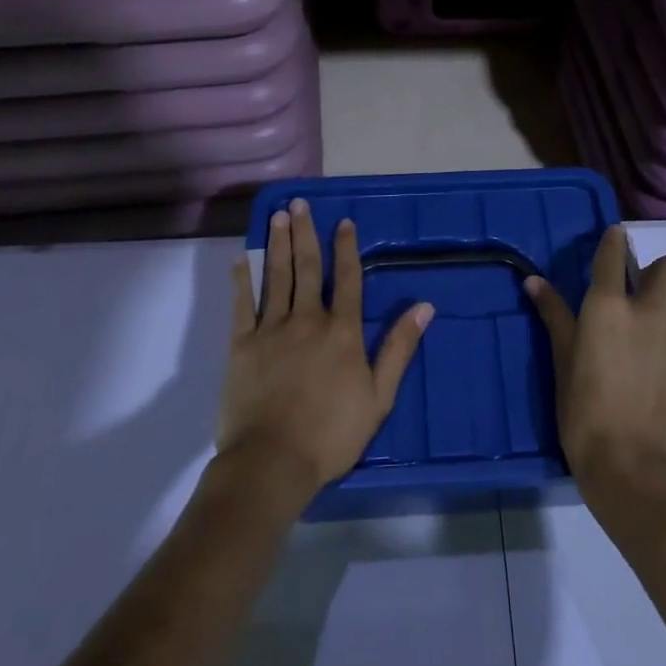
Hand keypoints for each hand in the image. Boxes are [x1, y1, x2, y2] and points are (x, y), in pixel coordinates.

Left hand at [219, 198, 433, 501]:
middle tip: (300, 204)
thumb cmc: (332, 433)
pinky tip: (240, 260)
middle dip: (305, 233)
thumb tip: (424, 306)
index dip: (346, 248)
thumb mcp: (380, 395)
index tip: (344, 222)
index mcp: (342, 331)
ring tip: (278, 216)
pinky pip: (242, 305)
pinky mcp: (242, 345)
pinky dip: (242, 281)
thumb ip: (399, 348)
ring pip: (276, 277)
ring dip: (277, 245)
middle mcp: (307, 319)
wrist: (273, 461)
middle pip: (308, 268)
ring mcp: (271, 329)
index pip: (347, 279)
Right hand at [525, 226, 665, 497]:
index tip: (614, 242)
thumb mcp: (562, 359)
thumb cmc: (583, 412)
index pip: (614, 251)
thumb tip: (533, 280)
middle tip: (641, 299)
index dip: (615, 241)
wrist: (629, 463)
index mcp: (607, 305)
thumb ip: (553, 314)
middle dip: (654, 275)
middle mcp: (649, 308)